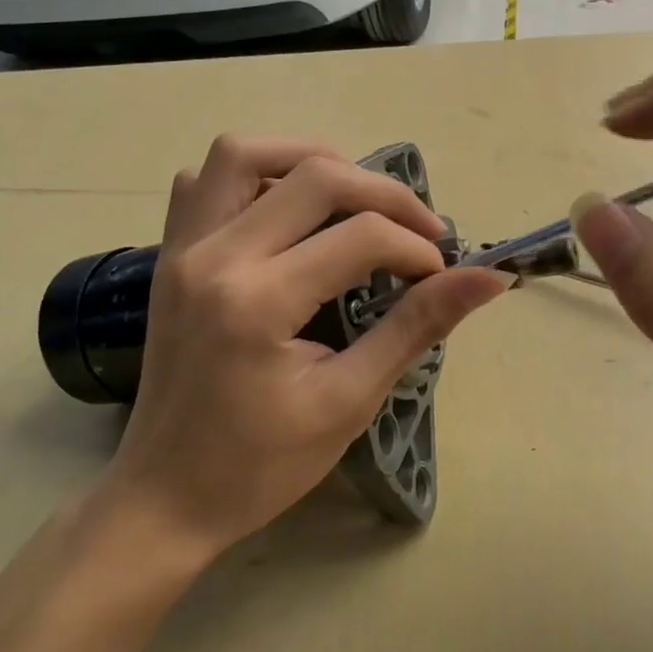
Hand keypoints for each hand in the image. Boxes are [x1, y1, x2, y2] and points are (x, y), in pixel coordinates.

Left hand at [108, 135, 508, 558]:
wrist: (165, 497)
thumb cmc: (260, 465)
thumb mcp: (348, 401)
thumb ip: (416, 327)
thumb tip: (487, 279)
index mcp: (258, 302)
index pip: (361, 237)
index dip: (417, 248)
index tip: (442, 275)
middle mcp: (214, 257)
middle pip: (315, 175)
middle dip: (384, 193)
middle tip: (418, 229)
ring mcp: (182, 250)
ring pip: (244, 154)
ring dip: (310, 160)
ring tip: (354, 199)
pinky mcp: (169, 256)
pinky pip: (202, 183)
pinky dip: (250, 178)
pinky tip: (283, 211)